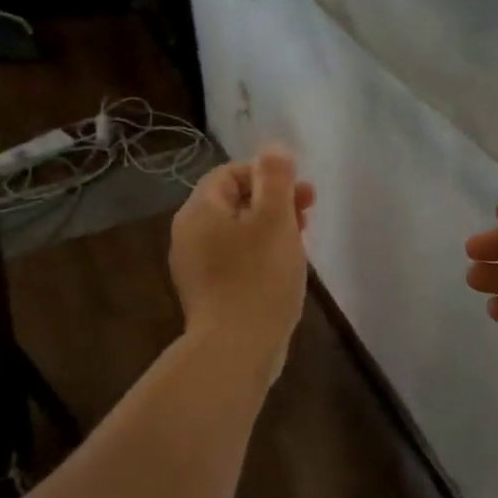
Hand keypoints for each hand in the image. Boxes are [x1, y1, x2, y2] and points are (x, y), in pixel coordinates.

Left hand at [170, 147, 316, 386]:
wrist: (236, 349)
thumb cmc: (258, 277)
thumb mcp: (274, 219)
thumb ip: (275, 178)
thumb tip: (273, 148)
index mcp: (200, 211)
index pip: (230, 173)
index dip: (267, 175)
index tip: (300, 192)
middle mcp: (189, 235)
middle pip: (233, 202)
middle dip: (273, 202)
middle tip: (308, 215)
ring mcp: (195, 267)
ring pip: (237, 233)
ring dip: (270, 229)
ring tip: (301, 243)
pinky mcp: (208, 293)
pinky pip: (235, 260)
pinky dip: (259, 256)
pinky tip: (283, 271)